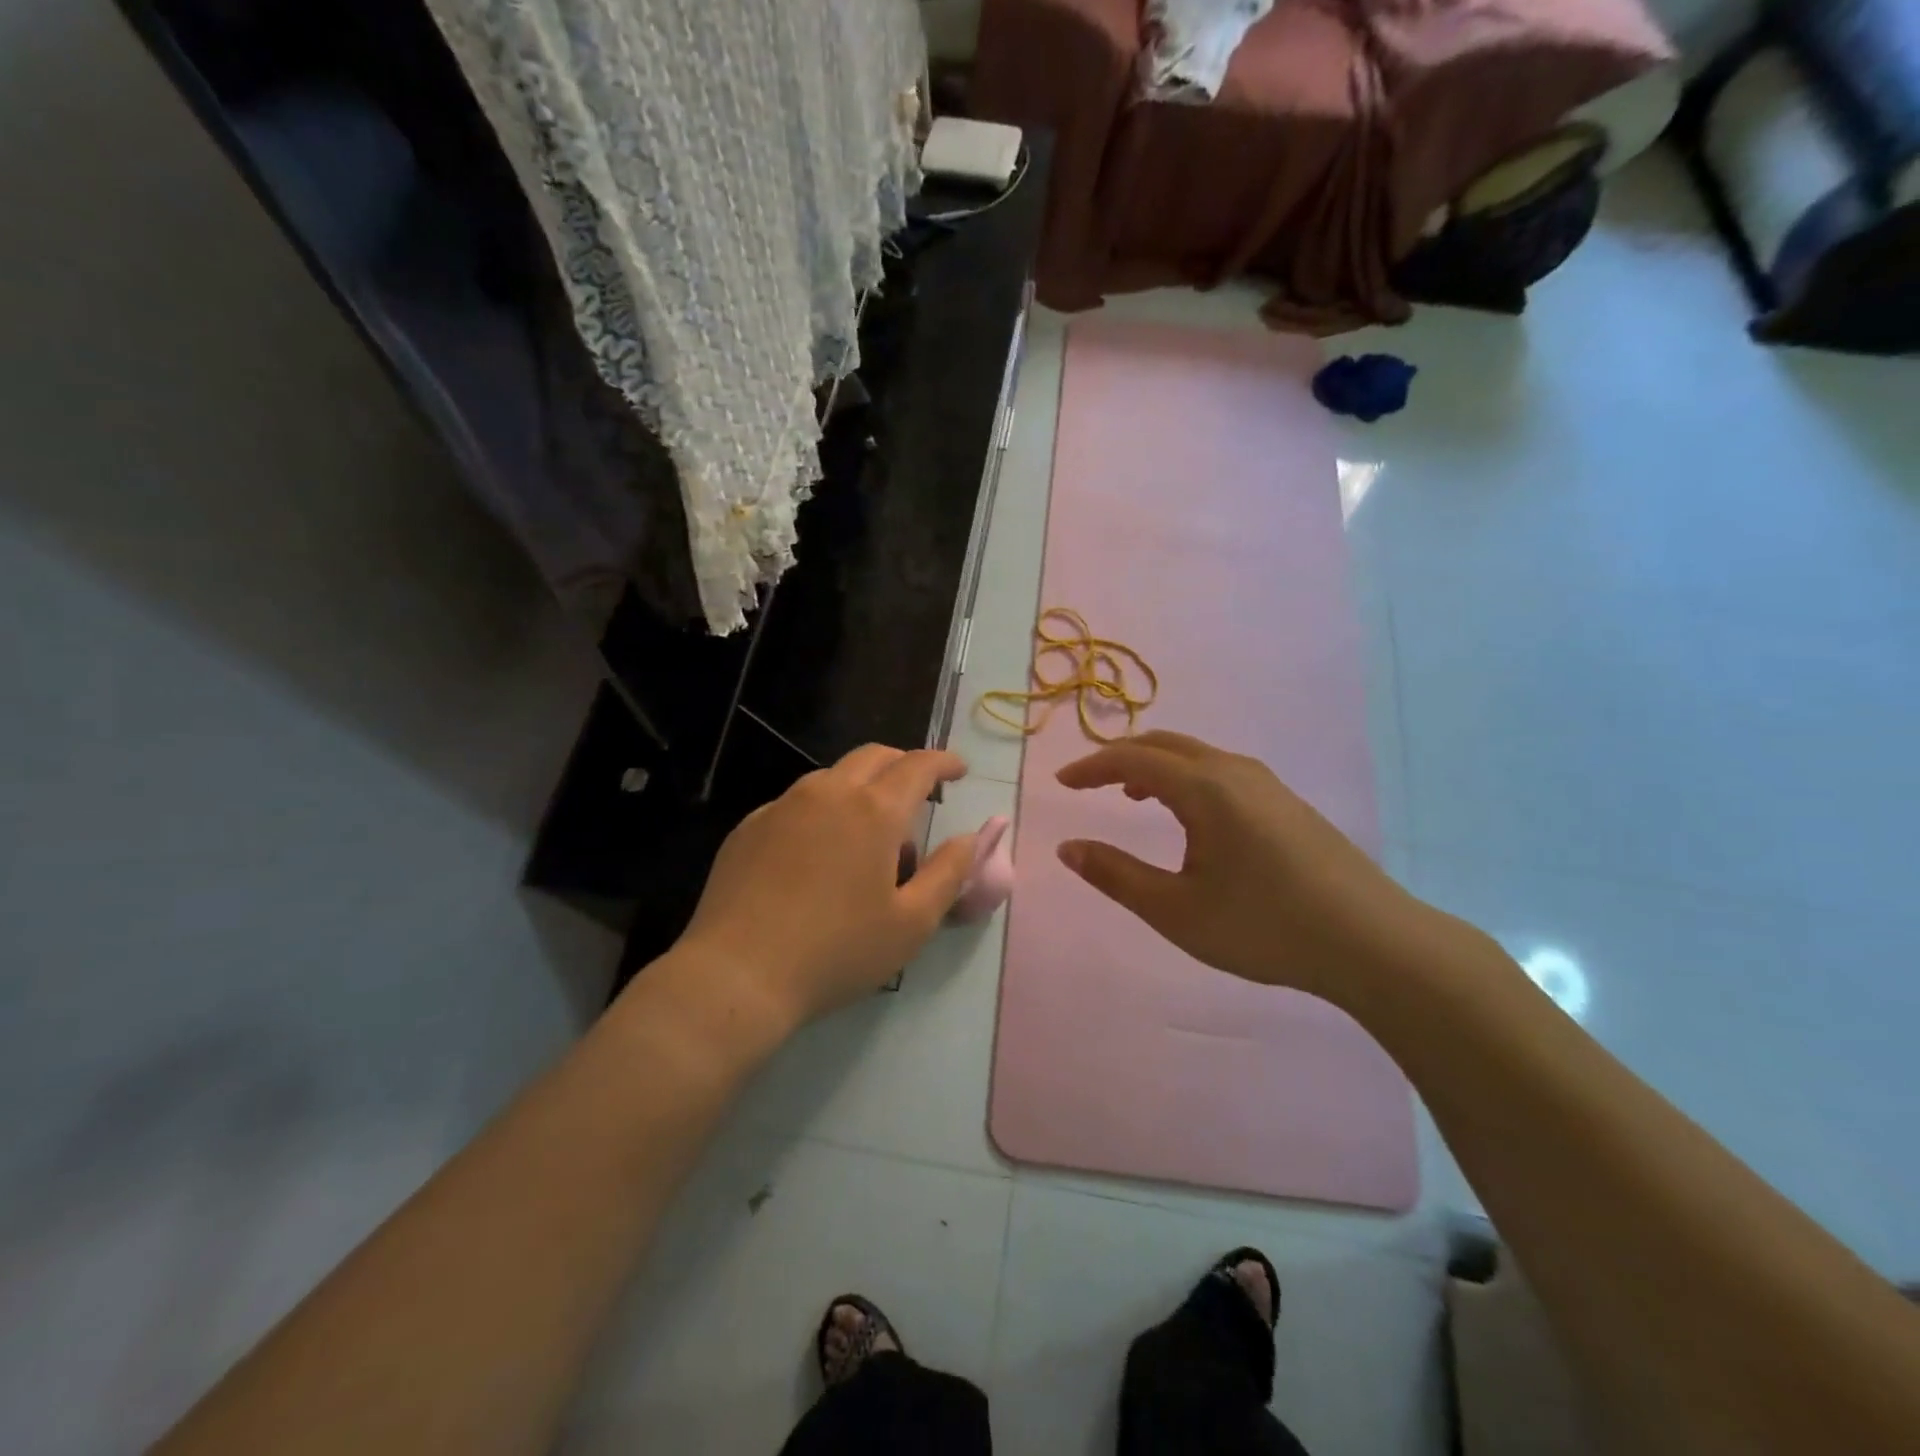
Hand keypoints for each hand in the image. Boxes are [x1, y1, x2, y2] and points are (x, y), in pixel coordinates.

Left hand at [676, 745, 977, 1028]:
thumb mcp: (911, 923)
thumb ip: (949, 873)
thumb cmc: (837, 951)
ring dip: (862, 787)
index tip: (959, 770)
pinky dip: (823, 810)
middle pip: (873, 757)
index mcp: (873, 811)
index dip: (944, 762)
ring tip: (870, 832)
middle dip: (903, 764)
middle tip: (919, 792)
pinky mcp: (750, 826)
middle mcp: (828, 793)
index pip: (918, 766)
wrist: (737, 974)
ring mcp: (783, 806)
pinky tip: (820, 852)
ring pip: (832, 777)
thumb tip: (973, 837)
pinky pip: (798, 803)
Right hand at [1055, 730, 1436, 1006]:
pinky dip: (1186, 777)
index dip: (1091, 767)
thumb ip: (1116, 875)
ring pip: (1196, 755)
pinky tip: (1190, 817)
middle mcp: (1234, 771)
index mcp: (1205, 788)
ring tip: (1132, 795)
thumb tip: (1067, 848)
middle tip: (1090, 783)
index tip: (1061, 782)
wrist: (1373, 943)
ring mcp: (1267, 784)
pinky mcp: (1287, 803)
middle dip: (1120, 757)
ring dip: (1156, 766)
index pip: (1132, 759)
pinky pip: (1221, 771)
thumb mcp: (1176, 910)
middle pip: (1165, 743)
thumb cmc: (1264, 926)